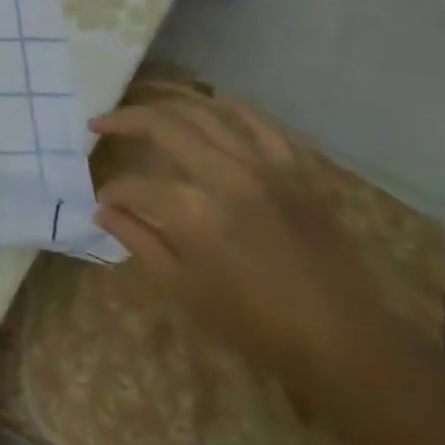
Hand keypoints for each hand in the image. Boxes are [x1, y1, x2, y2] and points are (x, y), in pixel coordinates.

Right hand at [90, 88, 433, 402]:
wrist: (345, 342)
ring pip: (206, 114)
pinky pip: (261, 125)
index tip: (102, 202)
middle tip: (99, 124)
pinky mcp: (295, 172)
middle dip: (123, 121)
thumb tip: (102, 211)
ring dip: (167, 106)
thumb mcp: (182, 289)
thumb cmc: (255, 324)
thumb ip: (138, 241)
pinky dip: (232, 109)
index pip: (135, 186)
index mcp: (194, 211)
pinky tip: (212, 101)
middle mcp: (226, 175)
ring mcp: (264, 168)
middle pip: (163, 127)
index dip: (111, 191)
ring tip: (143, 109)